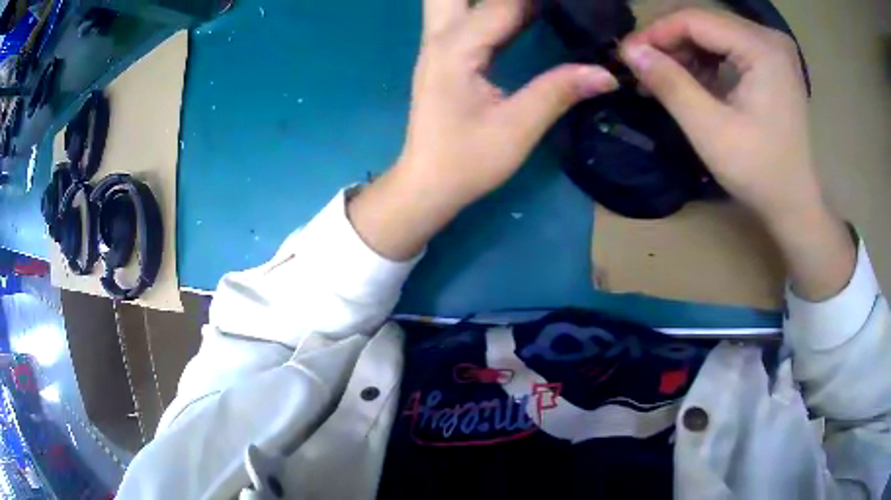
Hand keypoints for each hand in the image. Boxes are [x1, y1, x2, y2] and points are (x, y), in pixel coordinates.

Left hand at [396, 0, 618, 207]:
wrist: (427, 184)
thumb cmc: (466, 161)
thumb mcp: (517, 129)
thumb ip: (559, 92)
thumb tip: (607, 73)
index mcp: (457, 48)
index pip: (503, 3)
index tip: (571, 2)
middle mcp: (441, 36)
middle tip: (541, 6)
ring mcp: (438, 44)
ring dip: (494, 0)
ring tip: (538, 9)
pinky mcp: (444, 54)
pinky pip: (465, 15)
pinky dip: (493, 8)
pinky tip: (525, 12)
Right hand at [621, 9, 816, 221]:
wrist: (794, 203)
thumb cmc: (758, 172)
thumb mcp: (710, 130)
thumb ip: (670, 84)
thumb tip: (629, 50)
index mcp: (762, 48)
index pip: (695, 19)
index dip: (656, 33)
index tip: (627, 56)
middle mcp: (769, 37)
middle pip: (704, 21)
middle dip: (669, 42)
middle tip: (642, 69)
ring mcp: (773, 48)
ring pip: (713, 31)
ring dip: (684, 51)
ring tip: (663, 78)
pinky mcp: (772, 61)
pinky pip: (728, 45)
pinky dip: (704, 59)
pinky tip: (692, 80)